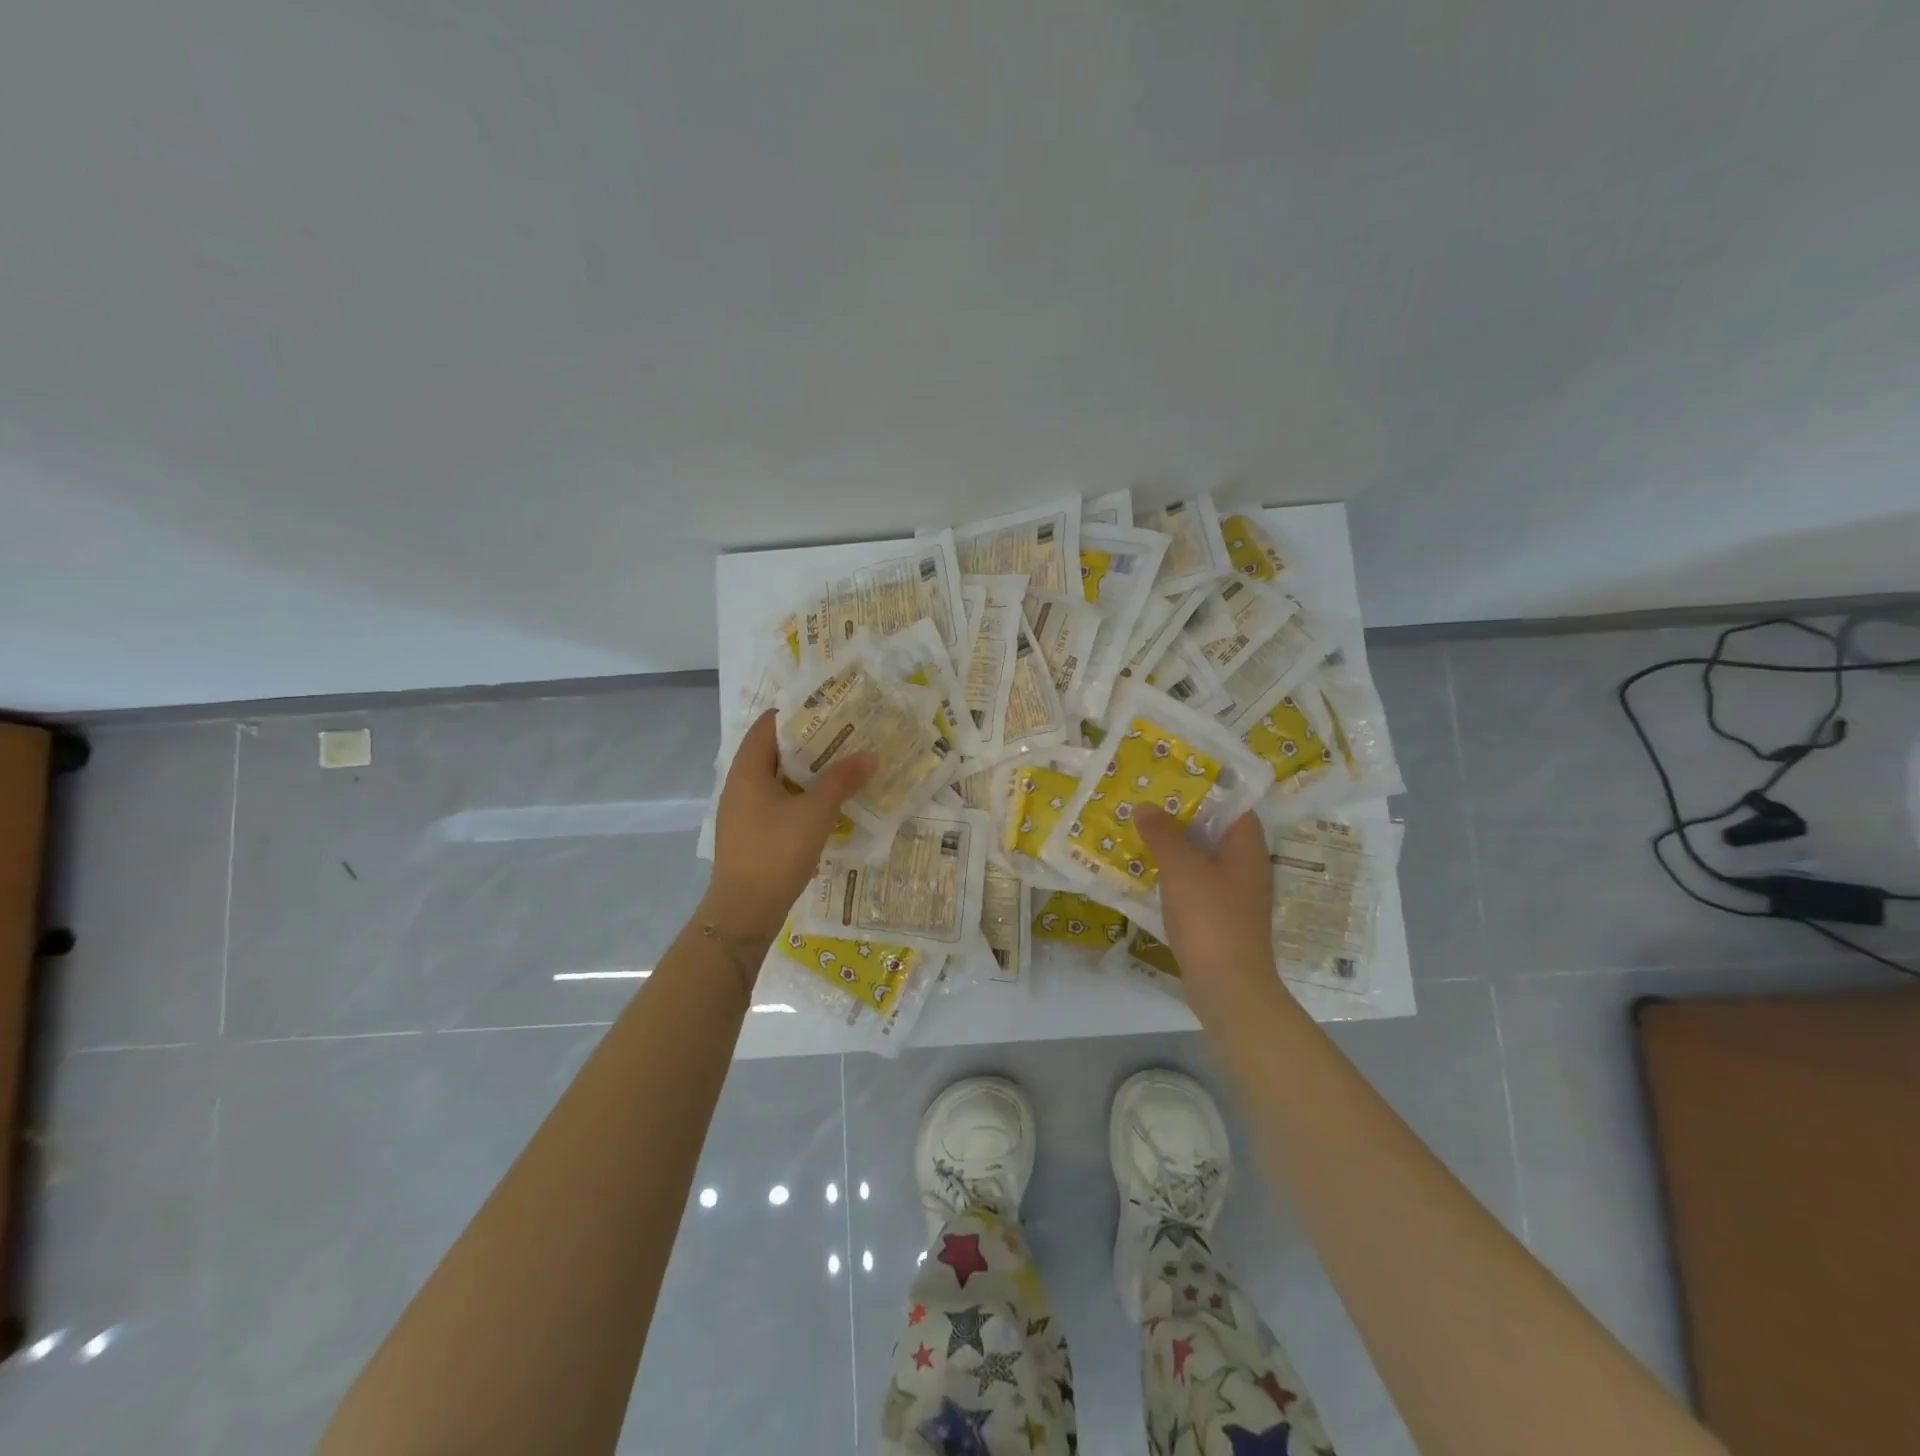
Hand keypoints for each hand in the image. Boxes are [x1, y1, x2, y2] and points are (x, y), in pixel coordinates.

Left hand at [705, 710, 875, 944]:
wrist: (744, 912)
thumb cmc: (775, 852)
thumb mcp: (815, 813)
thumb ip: (842, 780)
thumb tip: (870, 754)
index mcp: (747, 771)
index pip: (768, 725)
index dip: (797, 714)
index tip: (831, 709)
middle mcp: (740, 786)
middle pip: (775, 752)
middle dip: (810, 744)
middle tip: (848, 737)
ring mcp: (744, 812)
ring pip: (778, 780)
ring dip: (808, 773)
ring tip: (844, 767)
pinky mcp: (752, 835)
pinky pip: (778, 804)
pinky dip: (802, 798)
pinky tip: (829, 805)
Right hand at [1136, 808, 1277, 1013]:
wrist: (1228, 986)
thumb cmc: (1210, 918)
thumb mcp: (1181, 868)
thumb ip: (1163, 834)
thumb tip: (1146, 807)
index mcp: (1247, 848)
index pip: (1234, 805)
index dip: (1207, 789)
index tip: (1173, 778)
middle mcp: (1246, 867)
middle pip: (1216, 831)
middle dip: (1183, 817)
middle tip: (1147, 802)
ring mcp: (1234, 895)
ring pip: (1203, 859)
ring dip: (1175, 847)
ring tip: (1140, 831)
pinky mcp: (1219, 918)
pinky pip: (1196, 884)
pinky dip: (1175, 875)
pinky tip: (1147, 873)